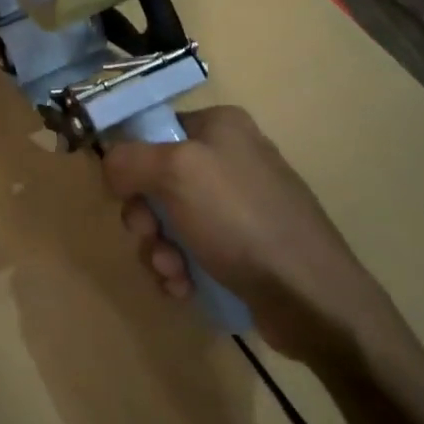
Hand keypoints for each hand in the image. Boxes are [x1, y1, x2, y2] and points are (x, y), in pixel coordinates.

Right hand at [102, 106, 399, 367]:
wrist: (311, 297)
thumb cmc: (239, 220)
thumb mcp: (175, 172)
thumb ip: (129, 159)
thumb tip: (112, 167)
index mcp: (220, 126)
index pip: (154, 129)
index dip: (131, 161)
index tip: (124, 193)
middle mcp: (231, 158)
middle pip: (157, 180)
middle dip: (145, 216)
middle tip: (149, 237)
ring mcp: (240, 206)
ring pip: (171, 220)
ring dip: (159, 249)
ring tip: (172, 272)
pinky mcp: (246, 247)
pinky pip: (193, 250)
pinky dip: (181, 269)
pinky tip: (185, 288)